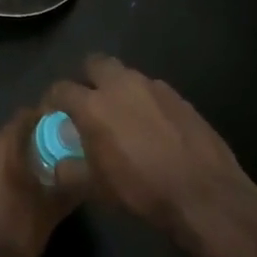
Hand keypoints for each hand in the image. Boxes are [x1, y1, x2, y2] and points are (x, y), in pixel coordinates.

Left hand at [0, 106, 83, 256]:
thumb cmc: (15, 238)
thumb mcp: (50, 211)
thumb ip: (69, 182)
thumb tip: (86, 165)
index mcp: (0, 149)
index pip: (25, 117)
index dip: (44, 120)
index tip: (61, 129)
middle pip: (9, 135)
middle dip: (29, 143)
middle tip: (52, 156)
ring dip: (11, 159)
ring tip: (33, 176)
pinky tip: (10, 191)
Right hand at [45, 57, 256, 241]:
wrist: (203, 193)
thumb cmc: (141, 189)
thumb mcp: (95, 188)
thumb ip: (69, 171)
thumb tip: (56, 166)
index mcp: (94, 105)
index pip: (61, 89)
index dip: (52, 100)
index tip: (53, 114)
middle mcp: (122, 85)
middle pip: (95, 64)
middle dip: (87, 78)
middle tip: (87, 103)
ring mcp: (155, 87)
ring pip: (127, 76)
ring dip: (118, 89)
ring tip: (121, 117)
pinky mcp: (180, 97)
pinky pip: (153, 91)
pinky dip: (145, 102)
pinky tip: (152, 127)